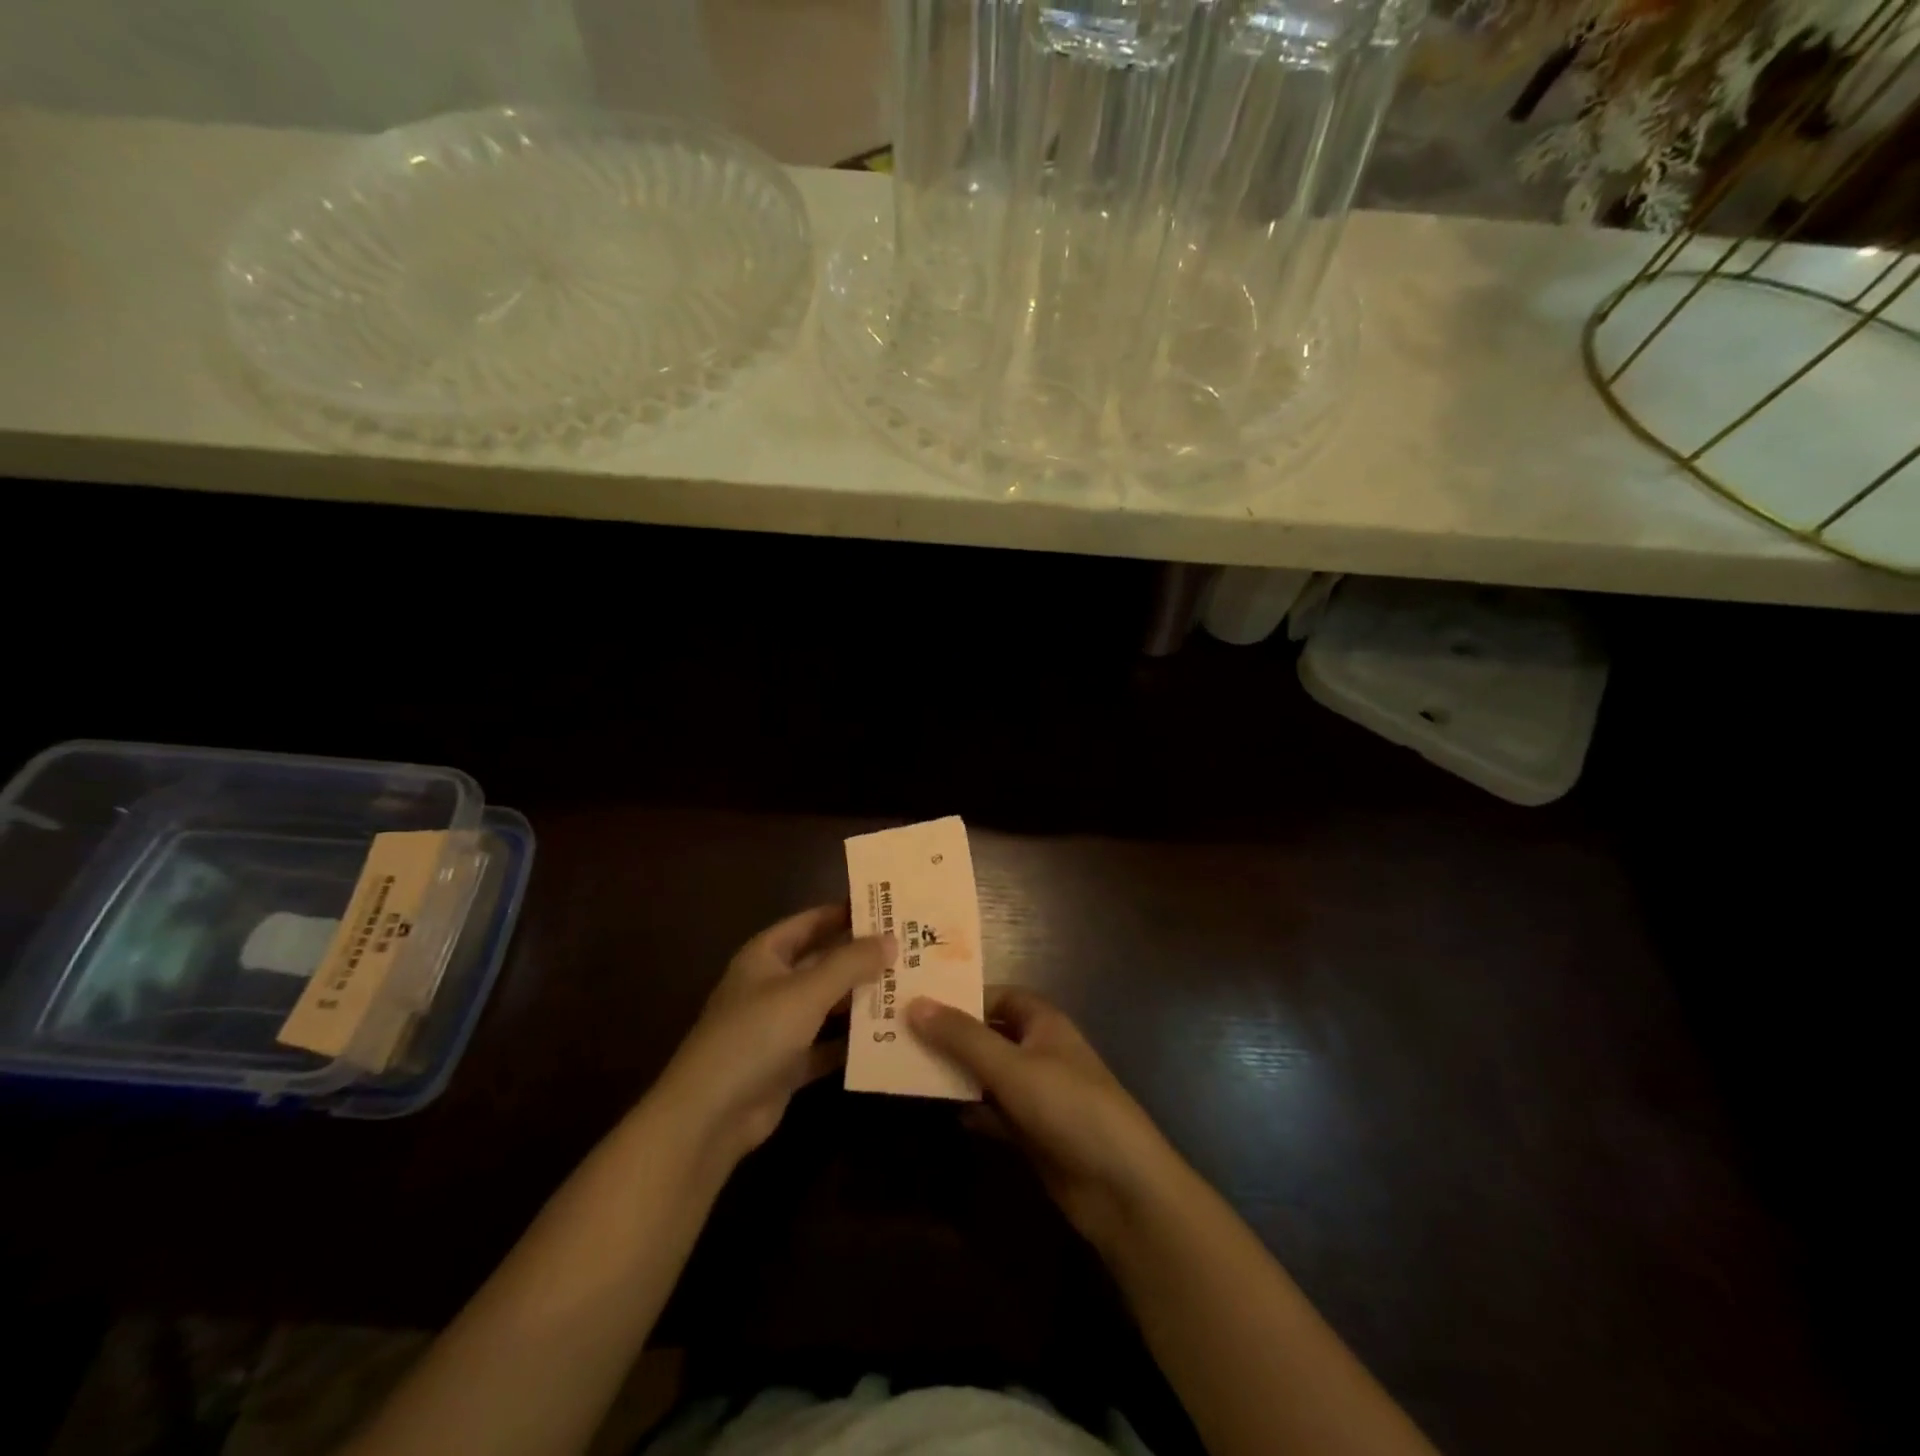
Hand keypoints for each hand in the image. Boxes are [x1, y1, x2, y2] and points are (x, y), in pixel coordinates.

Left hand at [650, 903, 888, 1173]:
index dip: (846, 913)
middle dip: (862, 958)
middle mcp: (772, 985)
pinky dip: (852, 1042)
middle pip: (823, 962)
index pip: (812, 921)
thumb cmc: (755, 1034)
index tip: (889, 908)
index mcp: (766, 955)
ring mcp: (778, 1026)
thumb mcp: (807, 991)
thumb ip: (850, 963)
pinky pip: (827, 1045)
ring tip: (909, 988)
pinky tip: (890, 1037)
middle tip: (911, 948)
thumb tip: (892, 939)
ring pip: (828, 1004)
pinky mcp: (787, 1064)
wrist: (710, 1115)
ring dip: (861, 1000)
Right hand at [907, 986, 1180, 1252]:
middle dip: (949, 1035)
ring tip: (904, 1067)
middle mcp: (1038, 1050)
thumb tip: (914, 1004)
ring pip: (986, 1074)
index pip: (994, 996)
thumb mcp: (1011, 1067)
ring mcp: (1036, 1093)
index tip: (915, 999)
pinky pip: (992, 1111)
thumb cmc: (1069, 1107)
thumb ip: (962, 1037)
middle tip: (897, 1033)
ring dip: (954, 1072)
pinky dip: (969, 1109)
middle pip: (987, 1034)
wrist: (1121, 1187)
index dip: (959, 996)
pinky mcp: (1032, 1132)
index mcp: (1042, 1022)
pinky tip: (938, 1109)